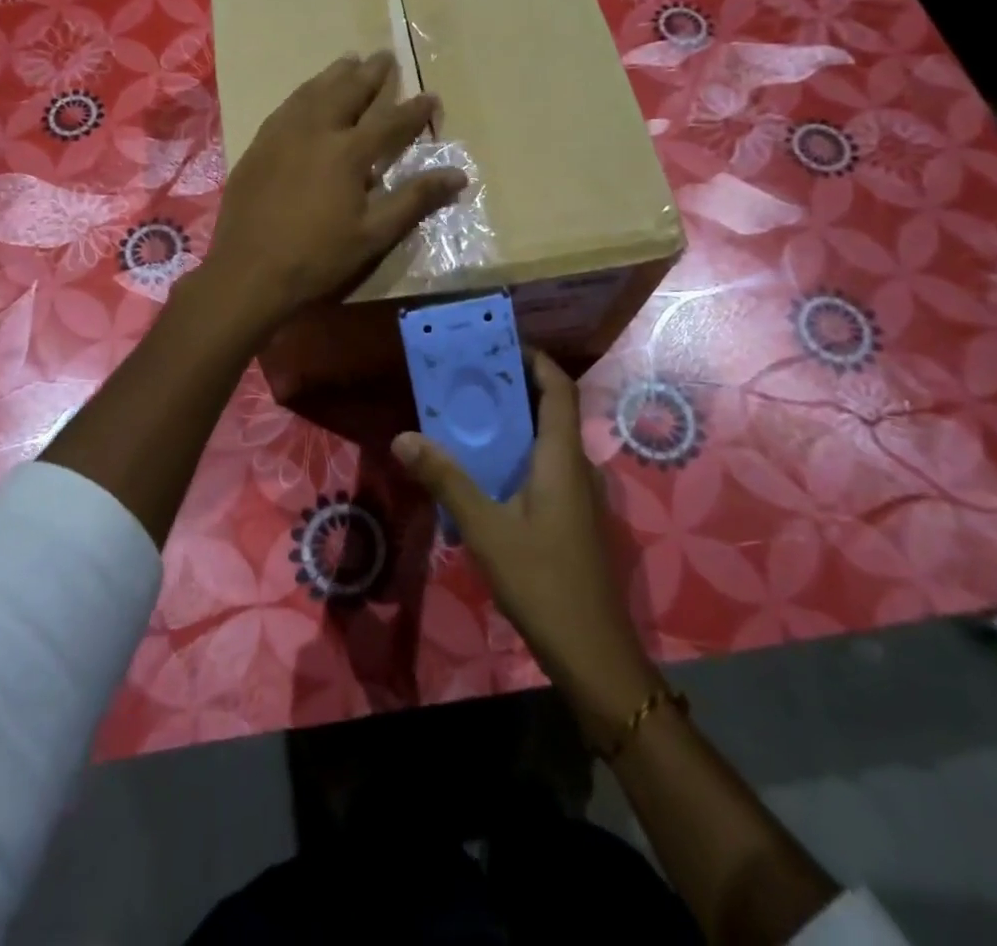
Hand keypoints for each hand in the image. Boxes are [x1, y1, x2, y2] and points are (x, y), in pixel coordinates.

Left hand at [204, 51, 467, 333]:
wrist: (248, 272)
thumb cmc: (317, 258)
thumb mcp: (373, 235)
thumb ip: (414, 200)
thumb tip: (459, 174)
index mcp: (347, 153)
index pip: (390, 121)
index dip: (414, 110)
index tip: (431, 97)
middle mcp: (314, 132)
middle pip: (347, 92)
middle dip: (370, 74)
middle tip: (384, 56)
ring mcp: (280, 135)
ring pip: (312, 92)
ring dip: (334, 75)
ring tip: (348, 60)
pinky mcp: (257, 147)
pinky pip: (285, 107)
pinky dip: (303, 93)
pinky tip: (305, 95)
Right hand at [393, 352, 656, 744]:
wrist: (592, 653)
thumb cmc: (542, 580)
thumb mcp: (486, 528)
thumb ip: (446, 479)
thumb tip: (404, 436)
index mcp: (562, 458)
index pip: (558, 390)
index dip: (536, 360)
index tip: (500, 344)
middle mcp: (575, 468)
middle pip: (551, 411)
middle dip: (514, 388)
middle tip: (468, 378)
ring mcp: (577, 496)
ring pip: (545, 443)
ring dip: (513, 424)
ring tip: (468, 416)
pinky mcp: (570, 520)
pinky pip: (543, 469)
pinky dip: (515, 455)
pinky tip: (483, 473)